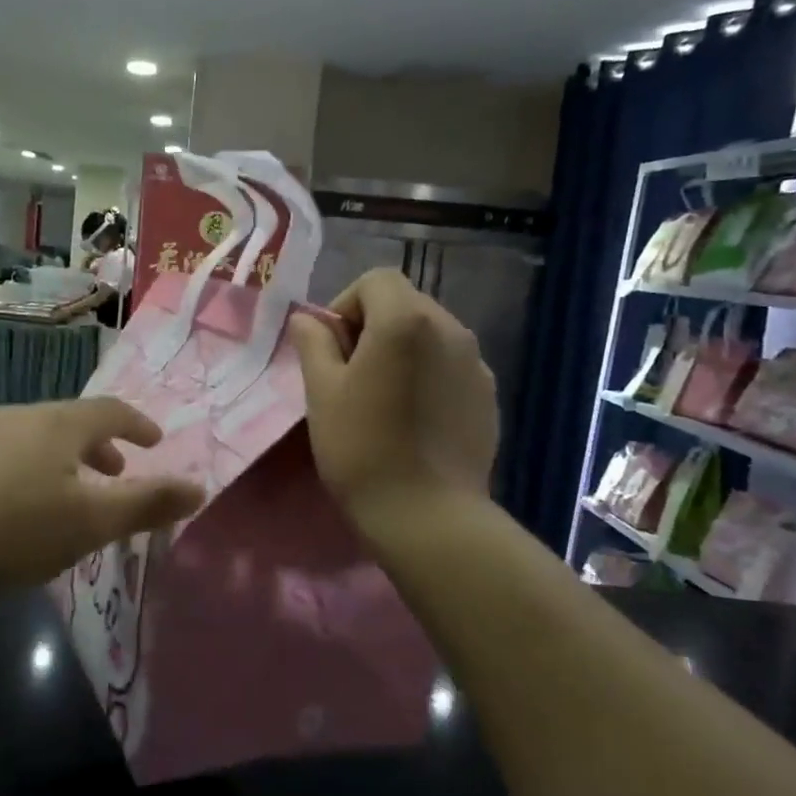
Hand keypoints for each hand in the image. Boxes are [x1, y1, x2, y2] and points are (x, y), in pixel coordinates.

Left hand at [0, 398, 203, 591]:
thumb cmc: (14, 527)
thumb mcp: (91, 523)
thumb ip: (147, 505)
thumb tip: (200, 488)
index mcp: (61, 424)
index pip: (112, 411)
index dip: (139, 425)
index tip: (155, 442)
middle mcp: (22, 417)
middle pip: (73, 422)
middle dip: (101, 446)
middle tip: (117, 471)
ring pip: (37, 439)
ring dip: (65, 460)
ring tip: (70, 495)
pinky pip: (7, 455)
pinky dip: (31, 471)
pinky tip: (18, 510)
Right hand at [288, 269, 497, 521]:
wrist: (427, 515)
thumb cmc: (361, 448)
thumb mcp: (322, 393)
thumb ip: (314, 344)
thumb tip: (307, 319)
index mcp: (406, 320)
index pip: (376, 280)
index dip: (346, 304)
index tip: (332, 348)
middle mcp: (450, 329)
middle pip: (406, 304)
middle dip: (374, 326)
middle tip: (352, 375)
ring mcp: (476, 363)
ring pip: (430, 335)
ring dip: (403, 350)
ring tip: (384, 398)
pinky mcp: (488, 395)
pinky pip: (451, 366)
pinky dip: (429, 375)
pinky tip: (415, 418)